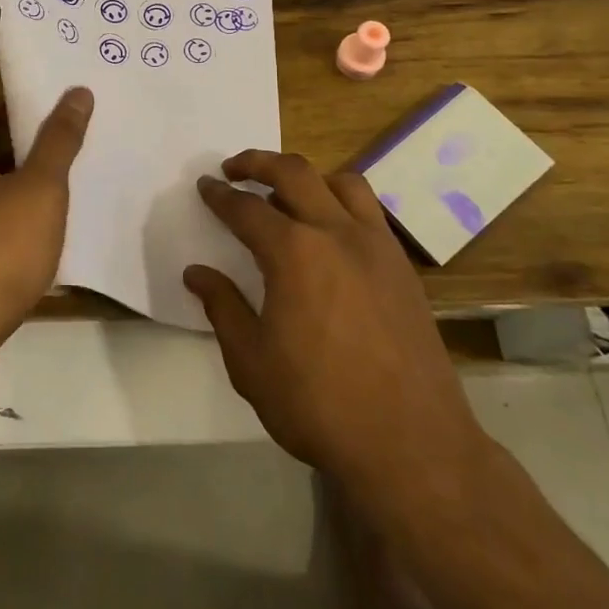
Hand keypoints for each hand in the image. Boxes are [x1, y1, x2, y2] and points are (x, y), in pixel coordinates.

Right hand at [185, 152, 492, 506]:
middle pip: (294, 173)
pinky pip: (370, 212)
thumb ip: (222, 307)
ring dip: (307, 177)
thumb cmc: (319, 404)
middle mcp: (336, 233)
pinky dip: (342, 203)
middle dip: (258, 162)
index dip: (220, 196)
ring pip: (342, 182)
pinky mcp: (402, 268)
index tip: (205, 186)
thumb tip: (197, 273)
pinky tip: (331, 234)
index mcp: (293, 252)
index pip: (246, 209)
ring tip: (287, 194)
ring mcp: (376, 247)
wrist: (412, 446)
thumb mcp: (251, 361)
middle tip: (234, 169)